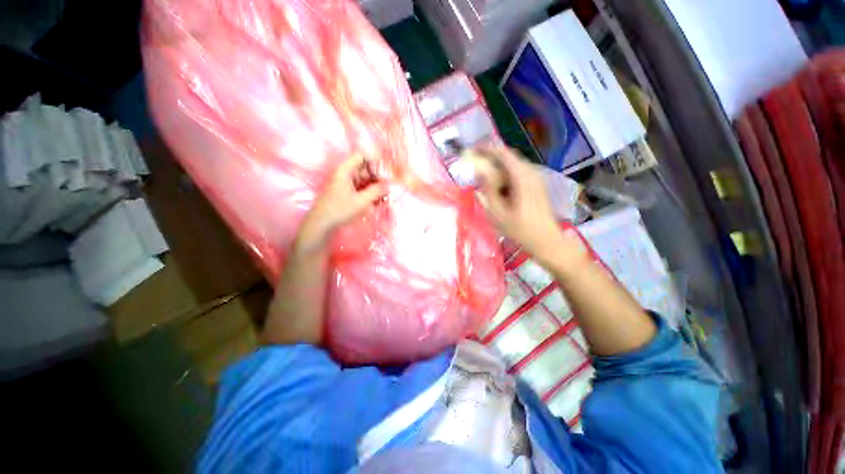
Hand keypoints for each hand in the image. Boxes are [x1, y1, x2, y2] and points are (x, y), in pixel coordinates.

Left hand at [295, 154, 387, 253]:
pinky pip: (361, 188)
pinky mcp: (346, 193)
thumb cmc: (340, 210)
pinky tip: (378, 202)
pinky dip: (370, 193)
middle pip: (366, 169)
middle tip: (388, 189)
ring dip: (375, 188)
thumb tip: (390, 184)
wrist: (321, 224)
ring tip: (385, 198)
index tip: (385, 176)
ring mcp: (346, 183)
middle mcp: (345, 174)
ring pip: (365, 180)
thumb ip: (377, 191)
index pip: (363, 156)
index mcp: (346, 170)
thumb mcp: (362, 201)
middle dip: (378, 178)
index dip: (375, 163)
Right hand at [469, 147, 584, 267]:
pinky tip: (498, 185)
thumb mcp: (498, 213)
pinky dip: (506, 174)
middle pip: (510, 157)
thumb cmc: (521, 230)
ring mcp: (536, 179)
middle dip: (491, 157)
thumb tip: (480, 171)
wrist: (547, 241)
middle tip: (476, 162)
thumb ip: (488, 190)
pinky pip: (519, 173)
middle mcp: (531, 173)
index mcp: (522, 178)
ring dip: (498, 166)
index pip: (504, 154)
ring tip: (484, 174)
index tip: (473, 150)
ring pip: (514, 165)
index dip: (487, 149)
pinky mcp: (537, 186)